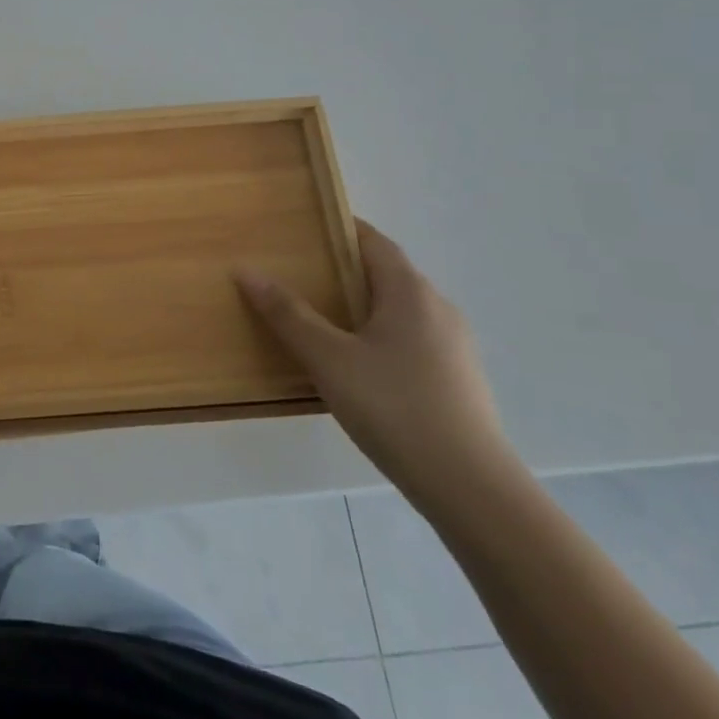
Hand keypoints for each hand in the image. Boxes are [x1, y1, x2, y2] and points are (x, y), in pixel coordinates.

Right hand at [237, 220, 518, 506]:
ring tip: (320, 320)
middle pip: (387, 273)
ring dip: (362, 306)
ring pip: (400, 309)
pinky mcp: (458, 379)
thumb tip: (247, 271)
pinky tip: (356, 366)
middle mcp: (438, 308)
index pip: (374, 241)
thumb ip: (288, 314)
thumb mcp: (328, 359)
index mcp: (410, 292)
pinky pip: (411, 339)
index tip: (304, 230)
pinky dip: (380, 335)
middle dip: (344, 270)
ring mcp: (454, 346)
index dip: (340, 230)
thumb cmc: (394, 407)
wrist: (471, 488)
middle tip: (299, 275)